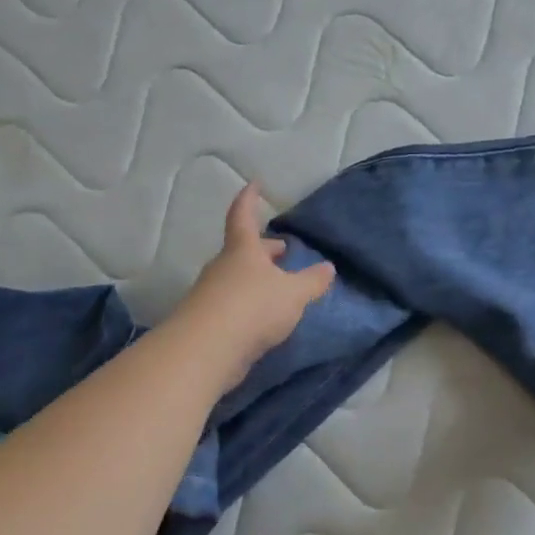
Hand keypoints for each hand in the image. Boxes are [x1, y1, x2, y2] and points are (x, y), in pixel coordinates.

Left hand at [172, 184, 335, 389]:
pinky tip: (263, 316)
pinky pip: (232, 303)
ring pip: (237, 277)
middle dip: (263, 248)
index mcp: (243, 249)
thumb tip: (328, 268)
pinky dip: (249, 302)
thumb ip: (312, 281)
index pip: (243, 215)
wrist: (206, 350)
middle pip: (242, 250)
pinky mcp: (208, 321)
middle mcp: (223, 266)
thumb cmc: (253, 307)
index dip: (249, 199)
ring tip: (278, 286)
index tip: (254, 185)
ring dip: (256, 277)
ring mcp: (211, 293)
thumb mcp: (293, 294)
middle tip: (282, 250)